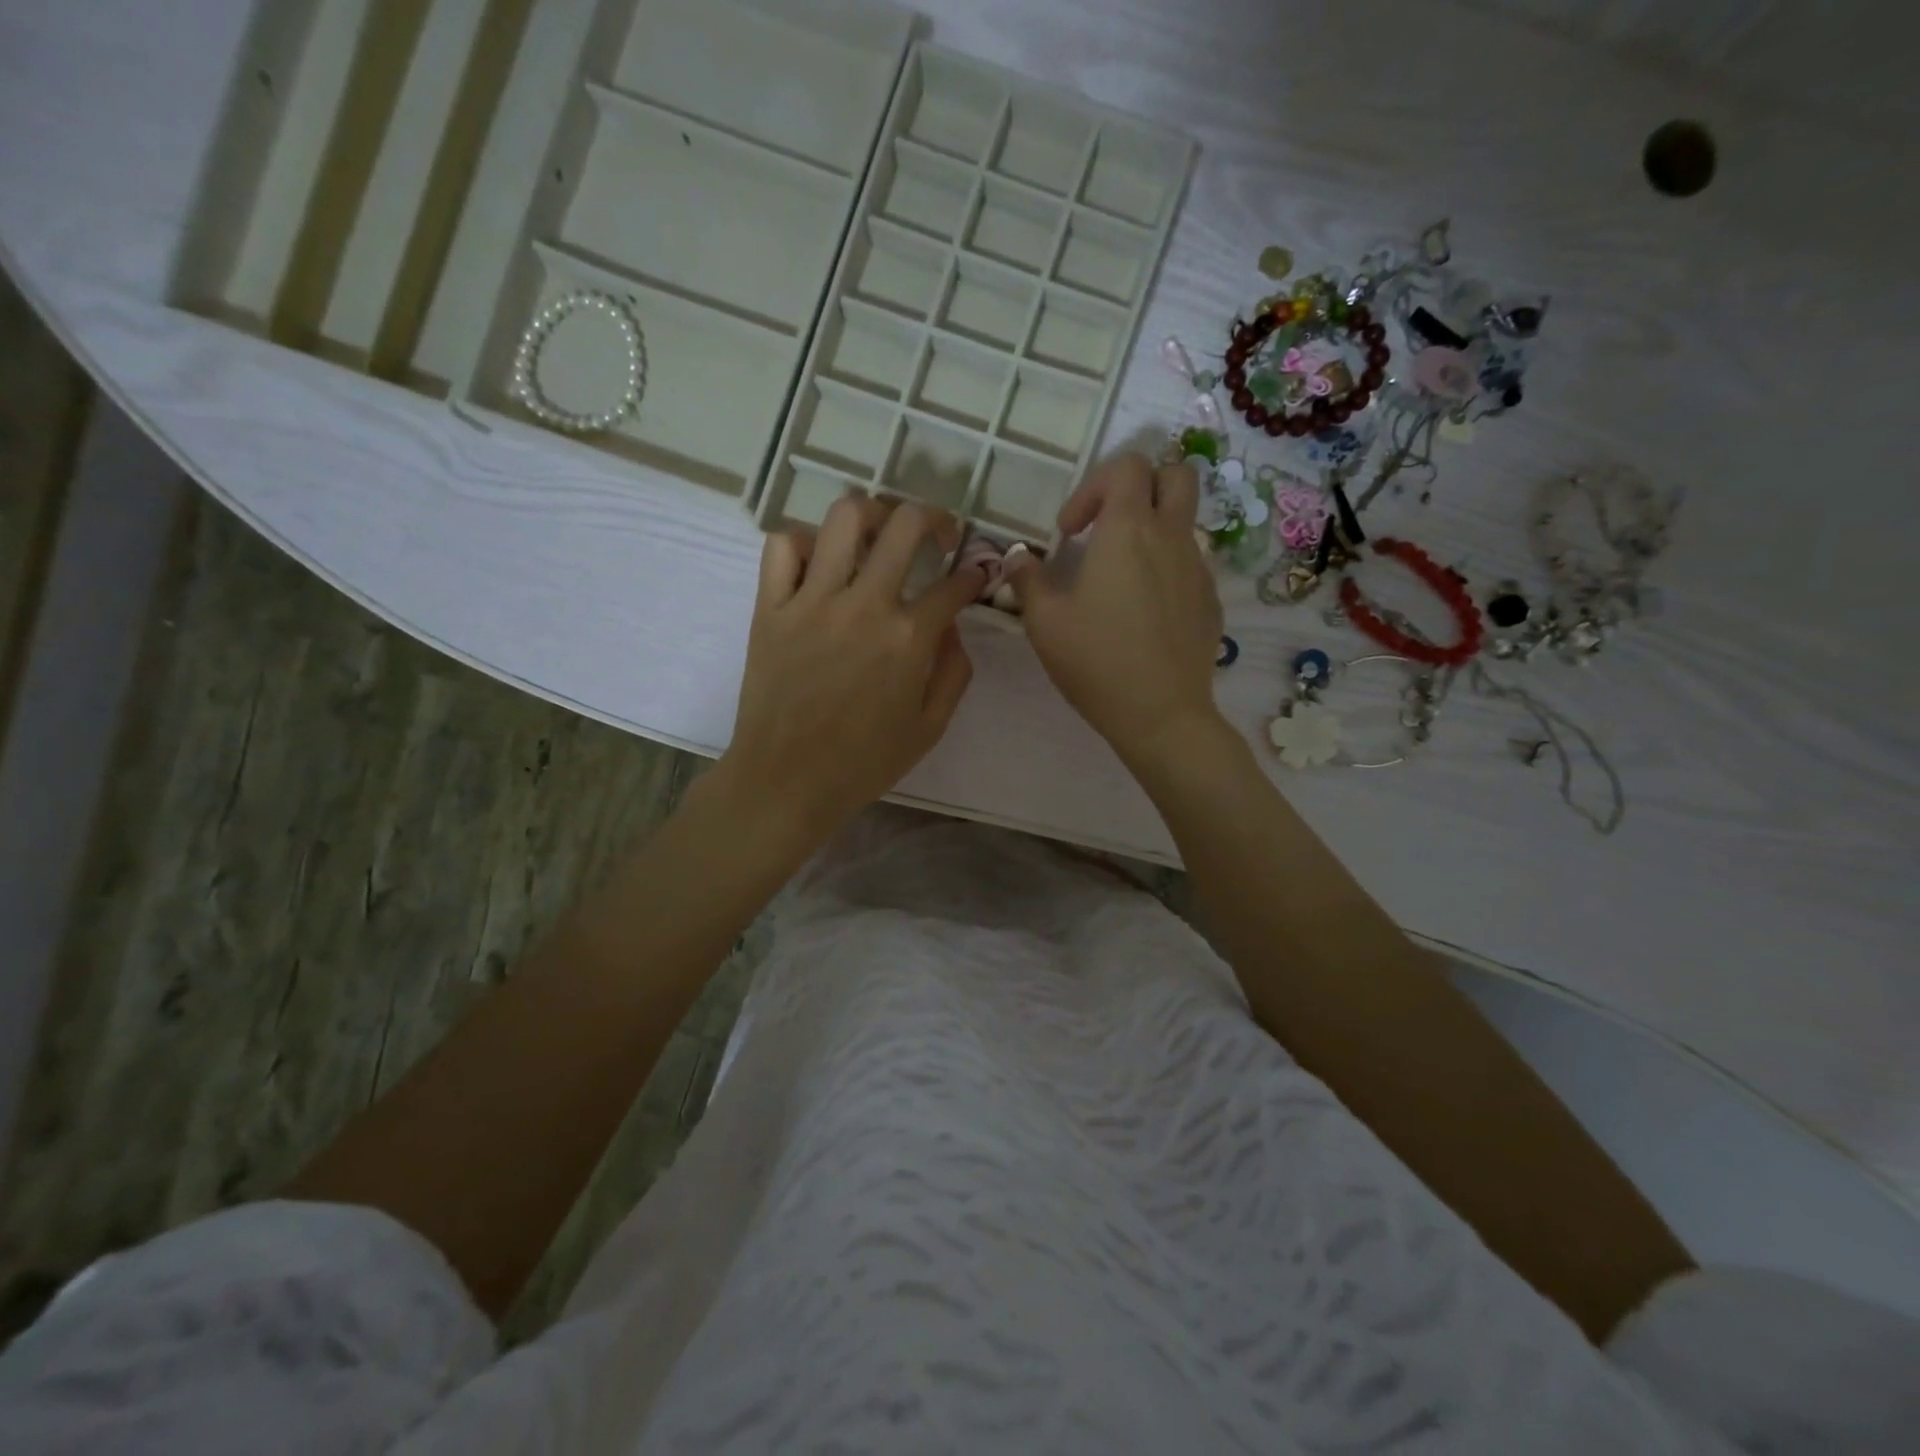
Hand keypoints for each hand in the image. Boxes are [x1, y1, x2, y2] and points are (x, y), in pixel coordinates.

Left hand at [717, 497, 984, 848]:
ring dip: (872, 514)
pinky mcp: (770, 607)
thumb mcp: (930, 727)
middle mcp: (864, 605)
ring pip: (844, 518)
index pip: (955, 584)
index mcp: (908, 639)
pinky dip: (804, 544)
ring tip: (879, 535)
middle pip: (905, 525)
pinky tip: (819, 565)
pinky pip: (782, 546)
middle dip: (935, 519)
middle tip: (938, 535)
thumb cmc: (864, 763)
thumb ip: (954, 671)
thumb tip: (952, 626)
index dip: (974, 575)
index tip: (976, 575)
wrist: (787, 782)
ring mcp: (812, 601)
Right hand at [1006, 454, 1224, 768]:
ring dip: (1153, 530)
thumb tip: (1017, 558)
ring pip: (1184, 521)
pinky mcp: (1210, 600)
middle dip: (1141, 486)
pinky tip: (1144, 613)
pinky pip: (1191, 563)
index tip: (1071, 533)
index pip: (1127, 466)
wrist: (1161, 714)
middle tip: (1109, 526)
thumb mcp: (1045, 623)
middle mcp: (1171, 537)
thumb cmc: (1097, 662)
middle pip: (1175, 474)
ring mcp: (1198, 568)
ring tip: (1121, 576)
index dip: (1093, 486)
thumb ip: (1027, 580)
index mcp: (1129, 531)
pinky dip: (1167, 568)